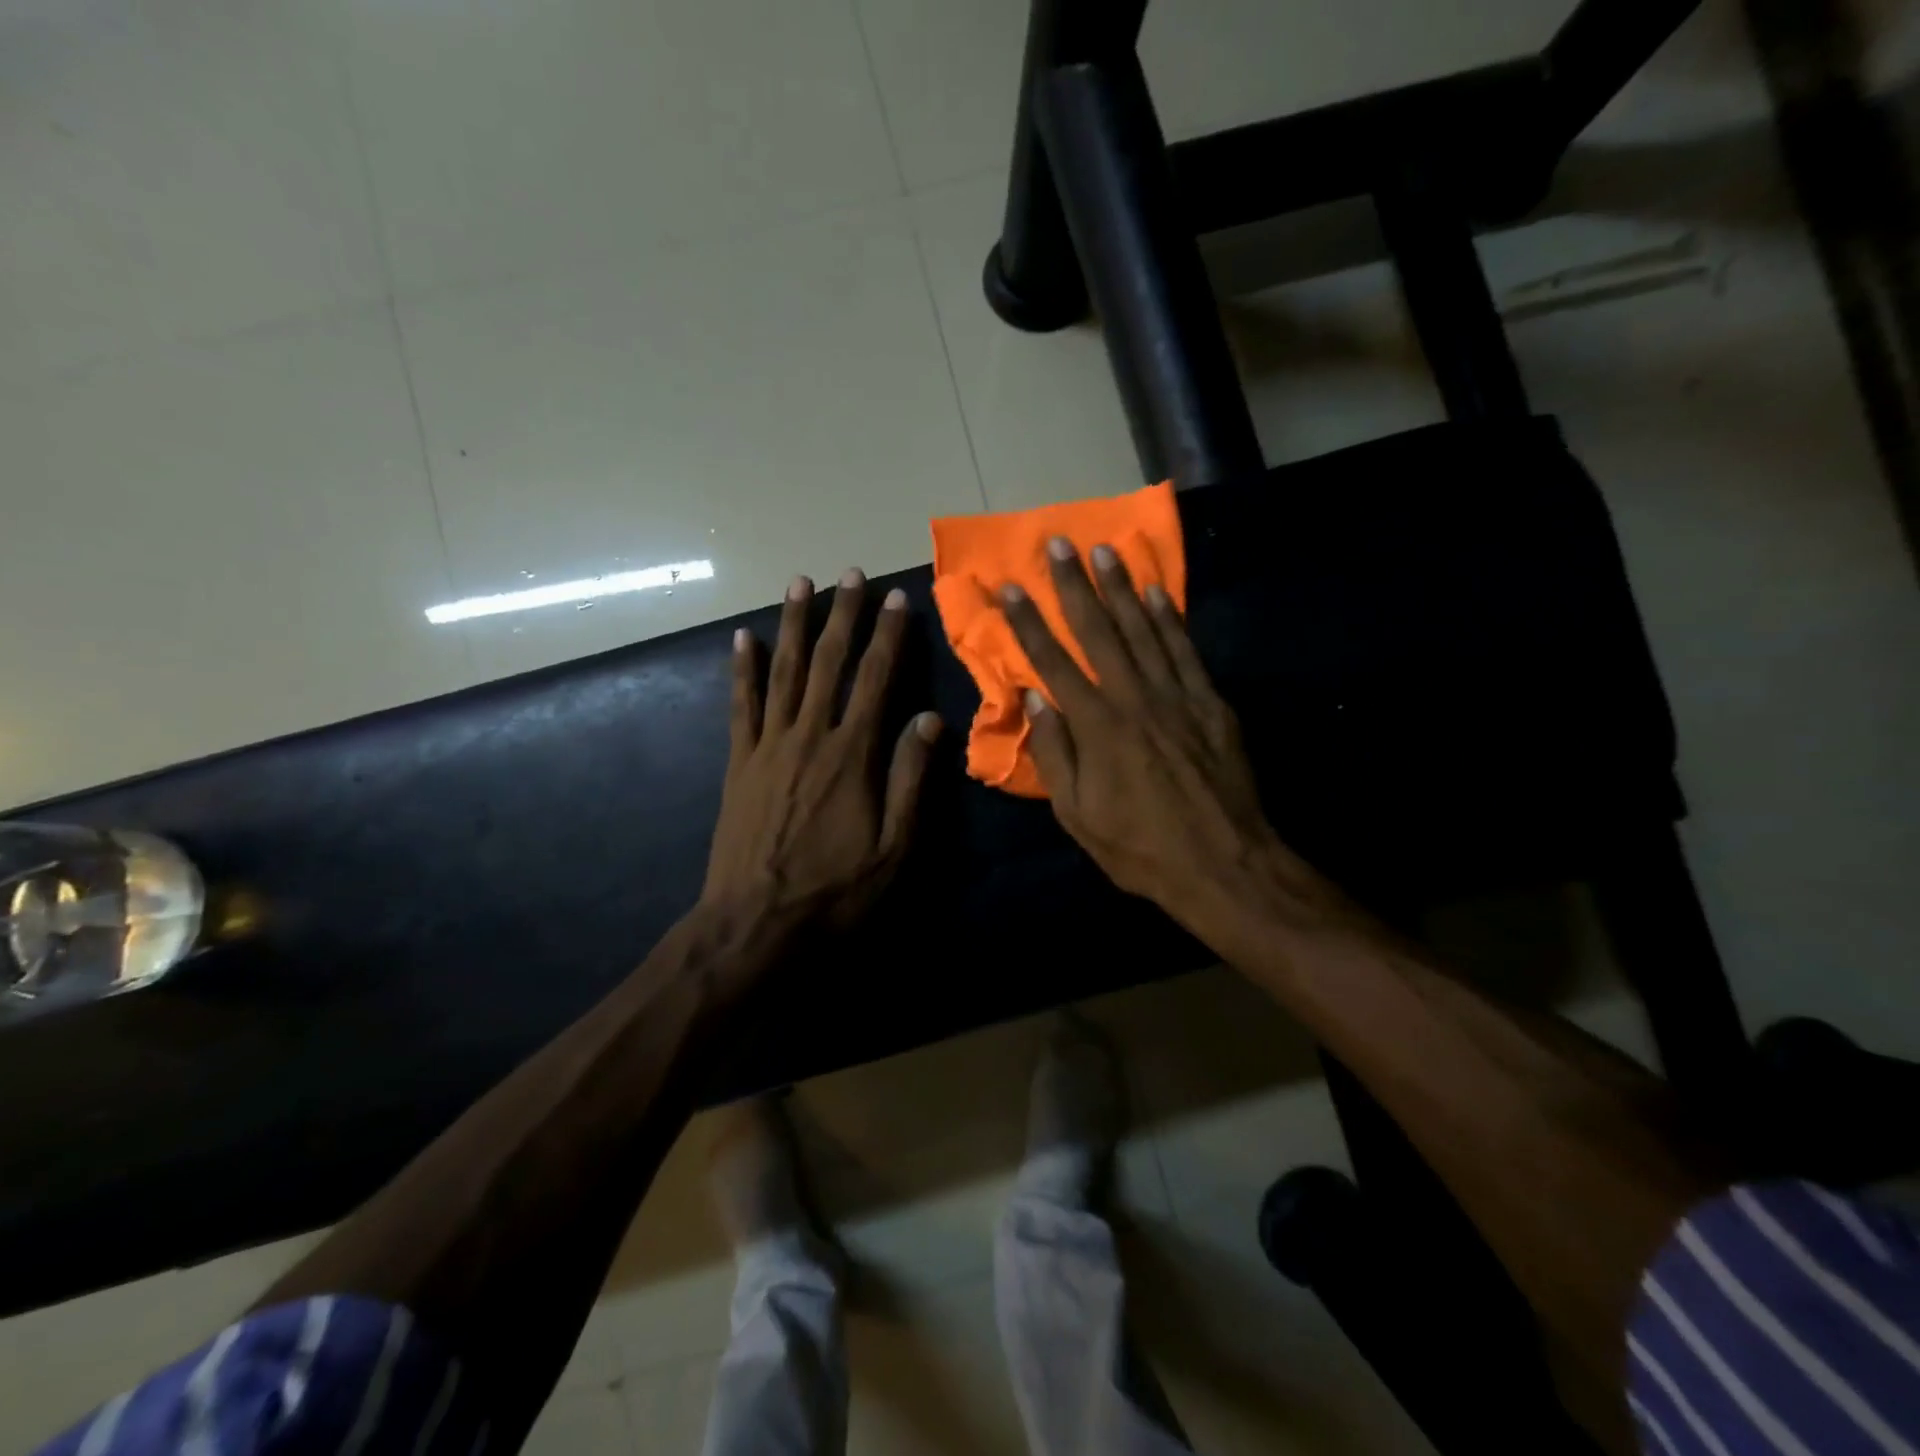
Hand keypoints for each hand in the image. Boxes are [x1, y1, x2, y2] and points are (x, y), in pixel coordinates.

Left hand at [703, 569, 941, 928]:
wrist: (754, 924)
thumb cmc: (834, 891)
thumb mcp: (894, 848)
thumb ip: (911, 779)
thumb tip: (929, 718)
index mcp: (852, 755)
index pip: (876, 680)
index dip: (888, 636)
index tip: (897, 599)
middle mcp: (810, 736)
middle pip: (827, 663)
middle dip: (842, 615)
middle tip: (849, 574)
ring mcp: (767, 746)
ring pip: (782, 672)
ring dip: (792, 625)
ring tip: (798, 584)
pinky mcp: (738, 763)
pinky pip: (740, 706)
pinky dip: (741, 670)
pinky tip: (742, 639)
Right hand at [997, 539, 1329, 931]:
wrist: (1224, 864)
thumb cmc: (1141, 848)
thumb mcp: (1079, 816)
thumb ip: (1055, 755)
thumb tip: (1035, 701)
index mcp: (1097, 727)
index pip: (1053, 662)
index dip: (1028, 623)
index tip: (1010, 587)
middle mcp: (1134, 699)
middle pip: (1098, 632)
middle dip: (1075, 585)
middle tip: (1060, 543)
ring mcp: (1177, 696)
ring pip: (1143, 630)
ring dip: (1122, 588)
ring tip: (1105, 550)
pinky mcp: (1210, 703)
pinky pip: (1185, 650)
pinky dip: (1169, 618)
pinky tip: (1156, 591)